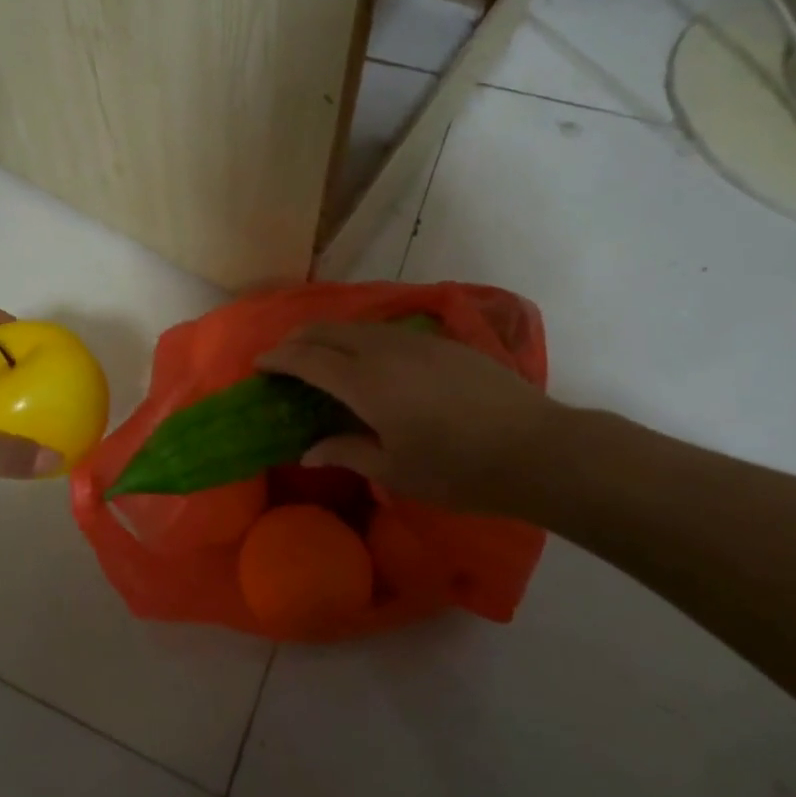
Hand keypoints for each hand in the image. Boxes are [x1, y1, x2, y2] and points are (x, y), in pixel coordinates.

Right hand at [257, 321, 561, 513]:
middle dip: (296, 339)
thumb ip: (346, 451)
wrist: (536, 448)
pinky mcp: (441, 342)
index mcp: (364, 382)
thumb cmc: (458, 469)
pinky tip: (367, 357)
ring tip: (318, 355)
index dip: (278, 358)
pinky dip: (359, 338)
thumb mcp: (395, 470)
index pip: (307, 359)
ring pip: (356, 326)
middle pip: (326, 331)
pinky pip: (384, 330)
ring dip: (327, 336)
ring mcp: (414, 341)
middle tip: (282, 357)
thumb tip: (307, 450)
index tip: (259, 364)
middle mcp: (382, 351)